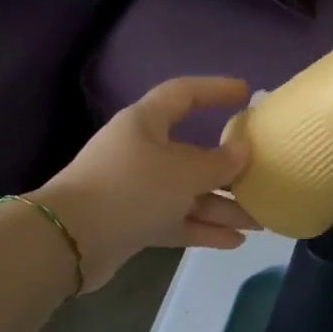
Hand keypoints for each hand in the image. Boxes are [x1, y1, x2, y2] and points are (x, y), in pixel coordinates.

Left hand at [31, 77, 259, 290]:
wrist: (70, 241)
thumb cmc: (131, 189)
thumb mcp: (182, 173)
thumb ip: (218, 163)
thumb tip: (243, 151)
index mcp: (146, 123)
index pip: (183, 94)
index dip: (215, 90)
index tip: (246, 93)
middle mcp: (140, 151)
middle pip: (191, 153)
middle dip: (228, 171)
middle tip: (262, 178)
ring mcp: (136, 188)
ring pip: (187, 193)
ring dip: (221, 207)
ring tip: (258, 221)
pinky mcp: (133, 221)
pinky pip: (175, 219)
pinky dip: (202, 228)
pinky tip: (234, 241)